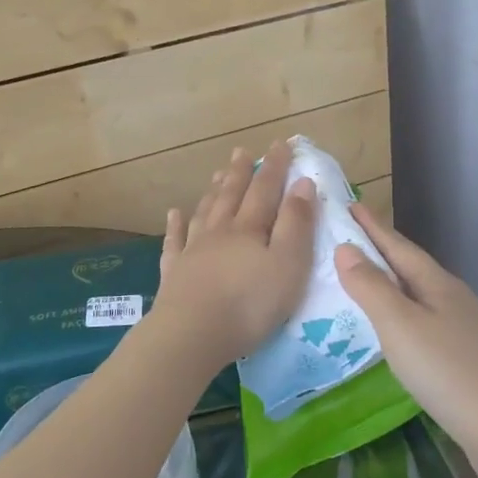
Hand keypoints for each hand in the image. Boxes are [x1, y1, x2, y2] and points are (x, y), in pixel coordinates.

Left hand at [154, 141, 317, 365]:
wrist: (192, 333)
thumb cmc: (250, 303)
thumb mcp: (288, 264)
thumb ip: (296, 223)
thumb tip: (303, 182)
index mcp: (250, 228)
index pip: (266, 189)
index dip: (275, 166)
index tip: (280, 144)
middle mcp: (220, 231)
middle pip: (232, 194)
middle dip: (240, 172)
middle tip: (241, 151)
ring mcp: (193, 250)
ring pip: (205, 212)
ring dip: (213, 191)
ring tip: (217, 174)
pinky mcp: (174, 272)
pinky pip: (174, 241)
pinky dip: (175, 225)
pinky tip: (174, 213)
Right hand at [333, 205, 477, 443]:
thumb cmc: (447, 371)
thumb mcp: (399, 325)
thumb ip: (370, 287)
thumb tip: (345, 248)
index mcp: (437, 284)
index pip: (398, 246)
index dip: (372, 226)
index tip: (350, 203)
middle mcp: (455, 299)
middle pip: (413, 267)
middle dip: (383, 250)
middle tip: (352, 237)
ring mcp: (468, 329)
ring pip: (423, 295)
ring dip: (395, 284)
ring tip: (368, 282)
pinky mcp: (472, 358)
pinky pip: (429, 322)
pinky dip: (407, 315)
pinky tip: (401, 332)